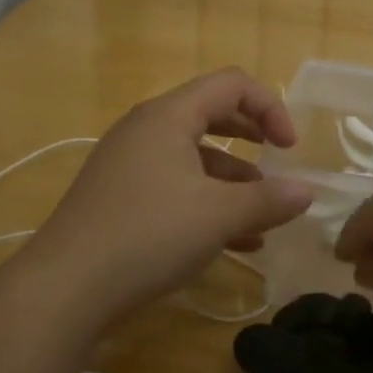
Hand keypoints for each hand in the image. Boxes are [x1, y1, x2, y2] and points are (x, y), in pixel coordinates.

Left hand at [27, 68, 313, 326]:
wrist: (64, 288)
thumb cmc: (148, 234)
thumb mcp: (218, 216)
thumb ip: (268, 200)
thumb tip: (307, 192)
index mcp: (168, 116)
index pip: (231, 84)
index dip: (269, 107)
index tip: (289, 148)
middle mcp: (146, 130)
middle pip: (211, 115)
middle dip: (251, 138)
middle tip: (278, 163)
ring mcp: (128, 165)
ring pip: (194, 158)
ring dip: (233, 181)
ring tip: (262, 218)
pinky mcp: (119, 198)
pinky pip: (174, 186)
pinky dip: (207, 203)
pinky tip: (235, 242)